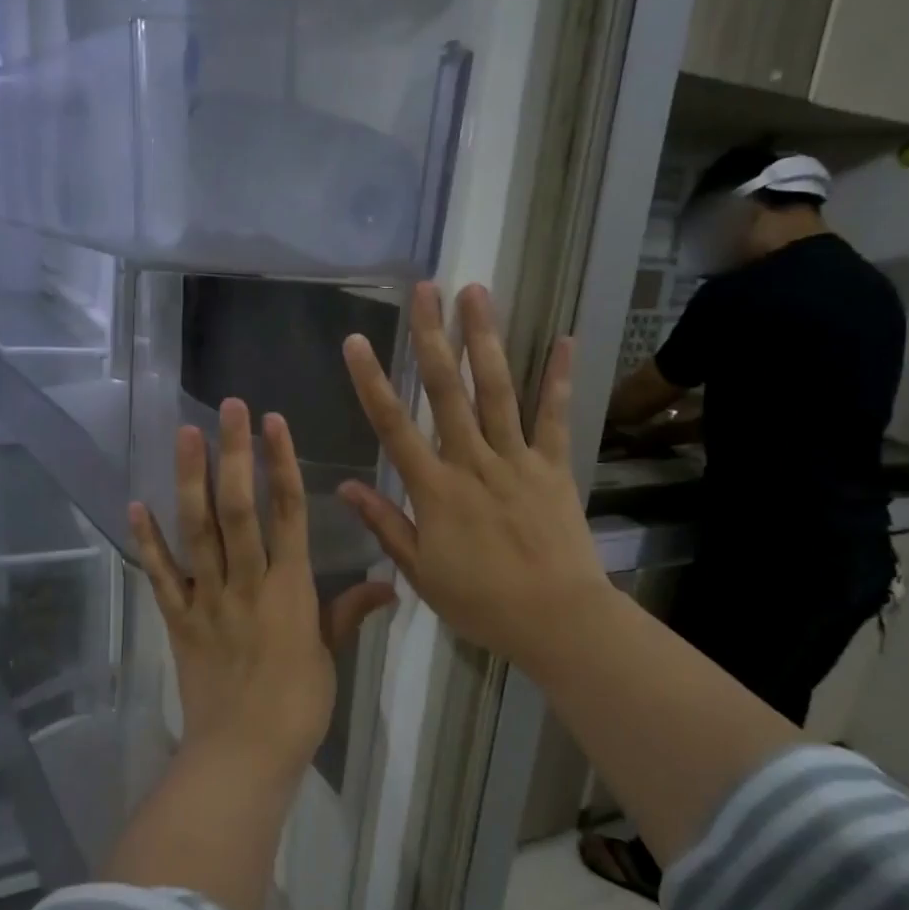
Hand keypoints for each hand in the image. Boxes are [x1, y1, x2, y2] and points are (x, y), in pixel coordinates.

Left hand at [129, 398, 395, 782]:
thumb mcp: (329, 657)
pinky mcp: (178, 620)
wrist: (243, 756)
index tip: (274, 423)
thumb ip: (350, 612)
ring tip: (185, 435)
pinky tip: (136, 505)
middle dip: (236, 454)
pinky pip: (161, 576)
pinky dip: (148, 542)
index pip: (289, 513)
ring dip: (190, 480)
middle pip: (240, 508)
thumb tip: (389, 582)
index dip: (283, 464)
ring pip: (198, 531)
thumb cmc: (298, 707)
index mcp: (290, 588)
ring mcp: (207, 599)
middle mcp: (247, 582)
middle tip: (228, 408)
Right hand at [339, 283, 614, 681]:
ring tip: (476, 292)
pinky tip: (562, 338)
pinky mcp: (554, 467)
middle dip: (432, 337)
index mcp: (434, 489)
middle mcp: (473, 462)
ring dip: (485, 339)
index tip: (355, 341)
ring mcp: (517, 460)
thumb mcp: (420, 572)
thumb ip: (385, 523)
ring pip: (496, 390)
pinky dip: (558, 378)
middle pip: (447, 391)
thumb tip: (345, 487)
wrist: (557, 620)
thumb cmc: (481, 602)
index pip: (394, 426)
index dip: (372, 382)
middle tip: (424, 289)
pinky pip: (555, 417)